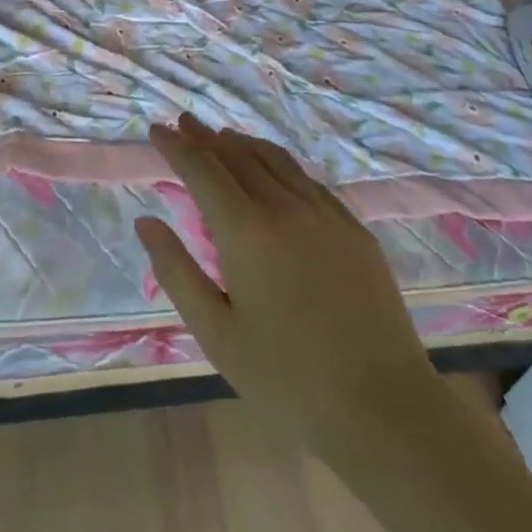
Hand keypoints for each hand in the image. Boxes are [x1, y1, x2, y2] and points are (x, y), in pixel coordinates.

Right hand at [134, 114, 441, 467]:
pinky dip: (278, 162)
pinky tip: (273, 169)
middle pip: (237, 154)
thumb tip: (146, 222)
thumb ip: (176, 271)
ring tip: (222, 137)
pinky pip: (306, 178)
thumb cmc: (287, 380)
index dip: (176, 146)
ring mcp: (324, 212)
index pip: (201, 168)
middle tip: (184, 122)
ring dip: (242, 143)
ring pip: (274, 159)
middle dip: (205, 136)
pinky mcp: (353, 227)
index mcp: (245, 230)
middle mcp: (284, 206)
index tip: (156, 129)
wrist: (385, 409)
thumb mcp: (216, 333)